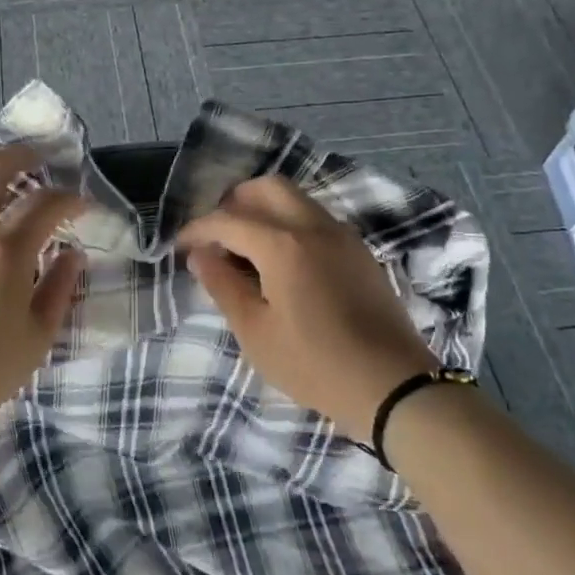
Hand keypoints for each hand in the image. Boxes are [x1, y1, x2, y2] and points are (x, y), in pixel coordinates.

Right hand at [177, 176, 437, 443]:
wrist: (394, 386)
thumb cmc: (315, 364)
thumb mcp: (256, 332)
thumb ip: (223, 286)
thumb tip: (200, 254)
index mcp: (282, 244)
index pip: (227, 219)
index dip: (197, 230)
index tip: (180, 247)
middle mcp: (312, 226)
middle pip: (267, 187)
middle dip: (234, 202)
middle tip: (217, 234)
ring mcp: (341, 235)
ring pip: (295, 198)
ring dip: (264, 208)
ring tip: (246, 245)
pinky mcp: (359, 251)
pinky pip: (315, 217)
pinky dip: (289, 221)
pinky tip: (282, 259)